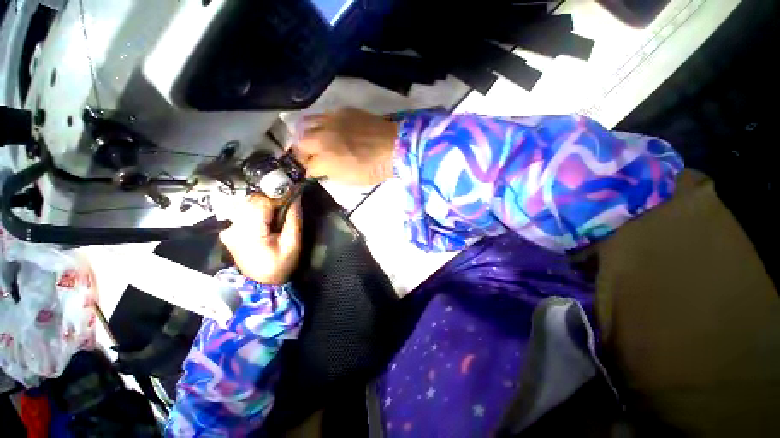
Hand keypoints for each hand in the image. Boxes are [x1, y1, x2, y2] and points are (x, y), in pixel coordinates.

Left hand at [216, 194, 301, 284]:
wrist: (262, 283)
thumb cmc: (280, 265)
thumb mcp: (293, 243)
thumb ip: (294, 218)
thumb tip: (296, 196)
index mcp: (249, 233)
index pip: (261, 202)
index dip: (278, 197)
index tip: (291, 198)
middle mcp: (233, 228)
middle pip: (252, 200)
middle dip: (271, 200)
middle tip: (285, 209)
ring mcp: (228, 229)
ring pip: (247, 203)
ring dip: (264, 204)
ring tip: (276, 217)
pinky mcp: (228, 230)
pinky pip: (243, 211)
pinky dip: (256, 210)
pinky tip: (265, 221)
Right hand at [293, 108, 397, 184]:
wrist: (394, 146)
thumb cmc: (374, 168)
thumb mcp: (351, 180)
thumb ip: (332, 174)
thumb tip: (322, 170)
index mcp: (327, 159)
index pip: (309, 166)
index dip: (311, 172)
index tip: (314, 173)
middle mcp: (323, 138)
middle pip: (301, 143)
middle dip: (302, 153)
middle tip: (310, 157)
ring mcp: (331, 121)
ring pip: (306, 124)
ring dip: (306, 135)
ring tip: (313, 140)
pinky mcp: (342, 111)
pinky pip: (323, 115)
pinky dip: (321, 124)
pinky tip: (329, 130)